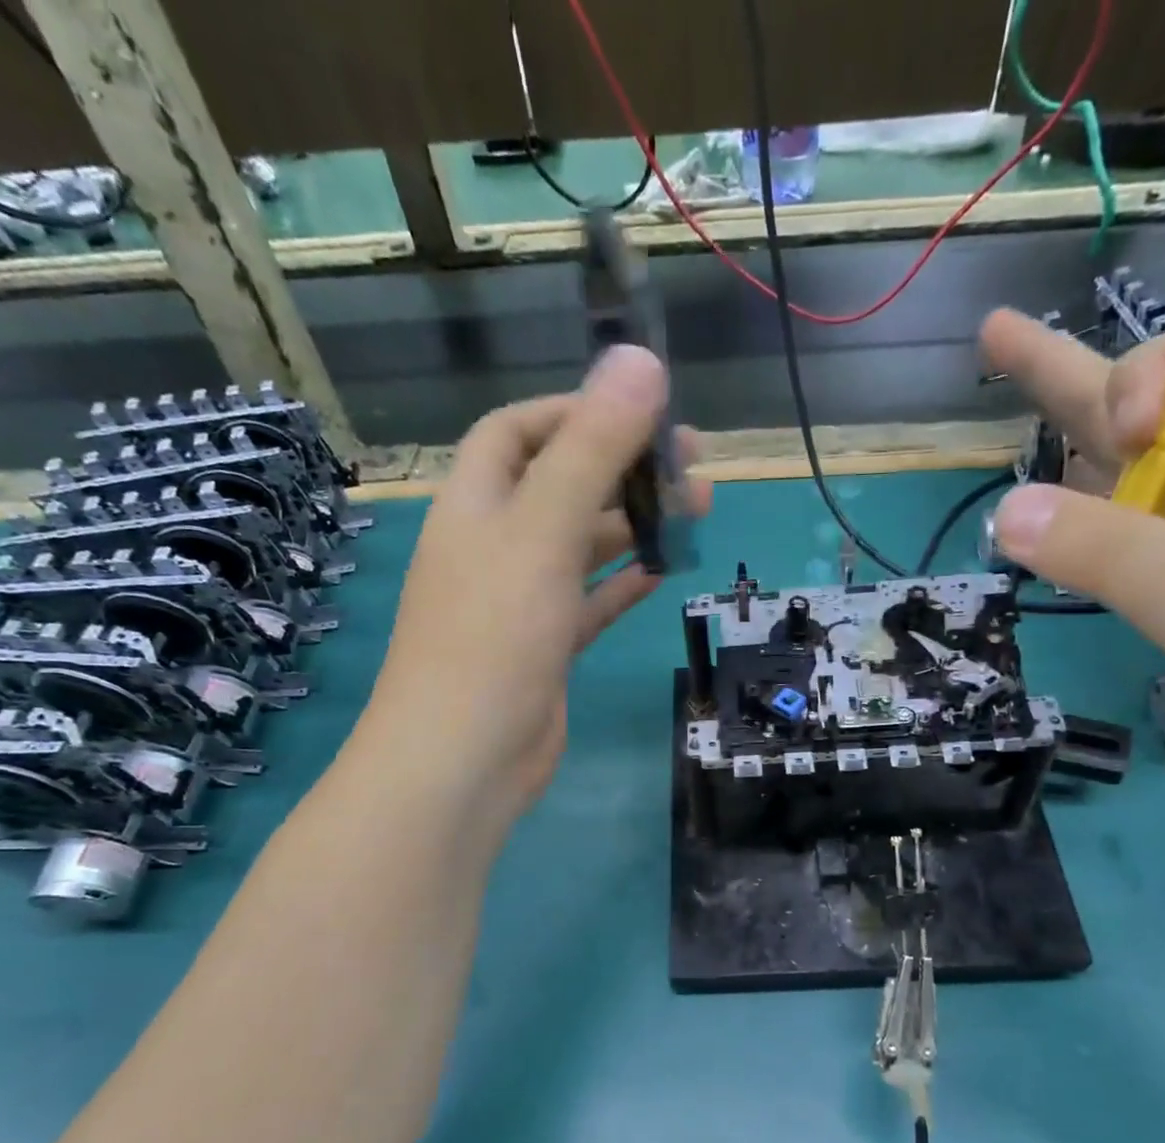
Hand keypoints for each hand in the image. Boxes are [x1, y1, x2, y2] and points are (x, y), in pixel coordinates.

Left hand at [354, 346, 704, 848]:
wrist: (465, 760)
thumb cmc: (494, 636)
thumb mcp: (542, 532)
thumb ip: (591, 449)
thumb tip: (639, 361)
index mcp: (476, 504)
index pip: (519, 431)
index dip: (575, 411)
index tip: (642, 410)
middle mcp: (493, 545)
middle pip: (560, 484)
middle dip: (623, 466)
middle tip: (693, 463)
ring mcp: (519, 600)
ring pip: (581, 545)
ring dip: (634, 524)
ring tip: (699, 510)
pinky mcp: (545, 648)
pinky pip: (589, 601)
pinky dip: (623, 582)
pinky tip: (663, 572)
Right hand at [978, 309, 1164, 883]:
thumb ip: (1120, 558)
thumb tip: (1006, 510)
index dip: (1153, 366)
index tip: (1109, 436)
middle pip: (1149, 415)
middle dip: (1070, 375)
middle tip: (991, 341)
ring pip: (1130, 489)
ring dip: (1069, 459)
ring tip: (1002, 444)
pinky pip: (1128, 555)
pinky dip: (1080, 539)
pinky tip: (1048, 546)